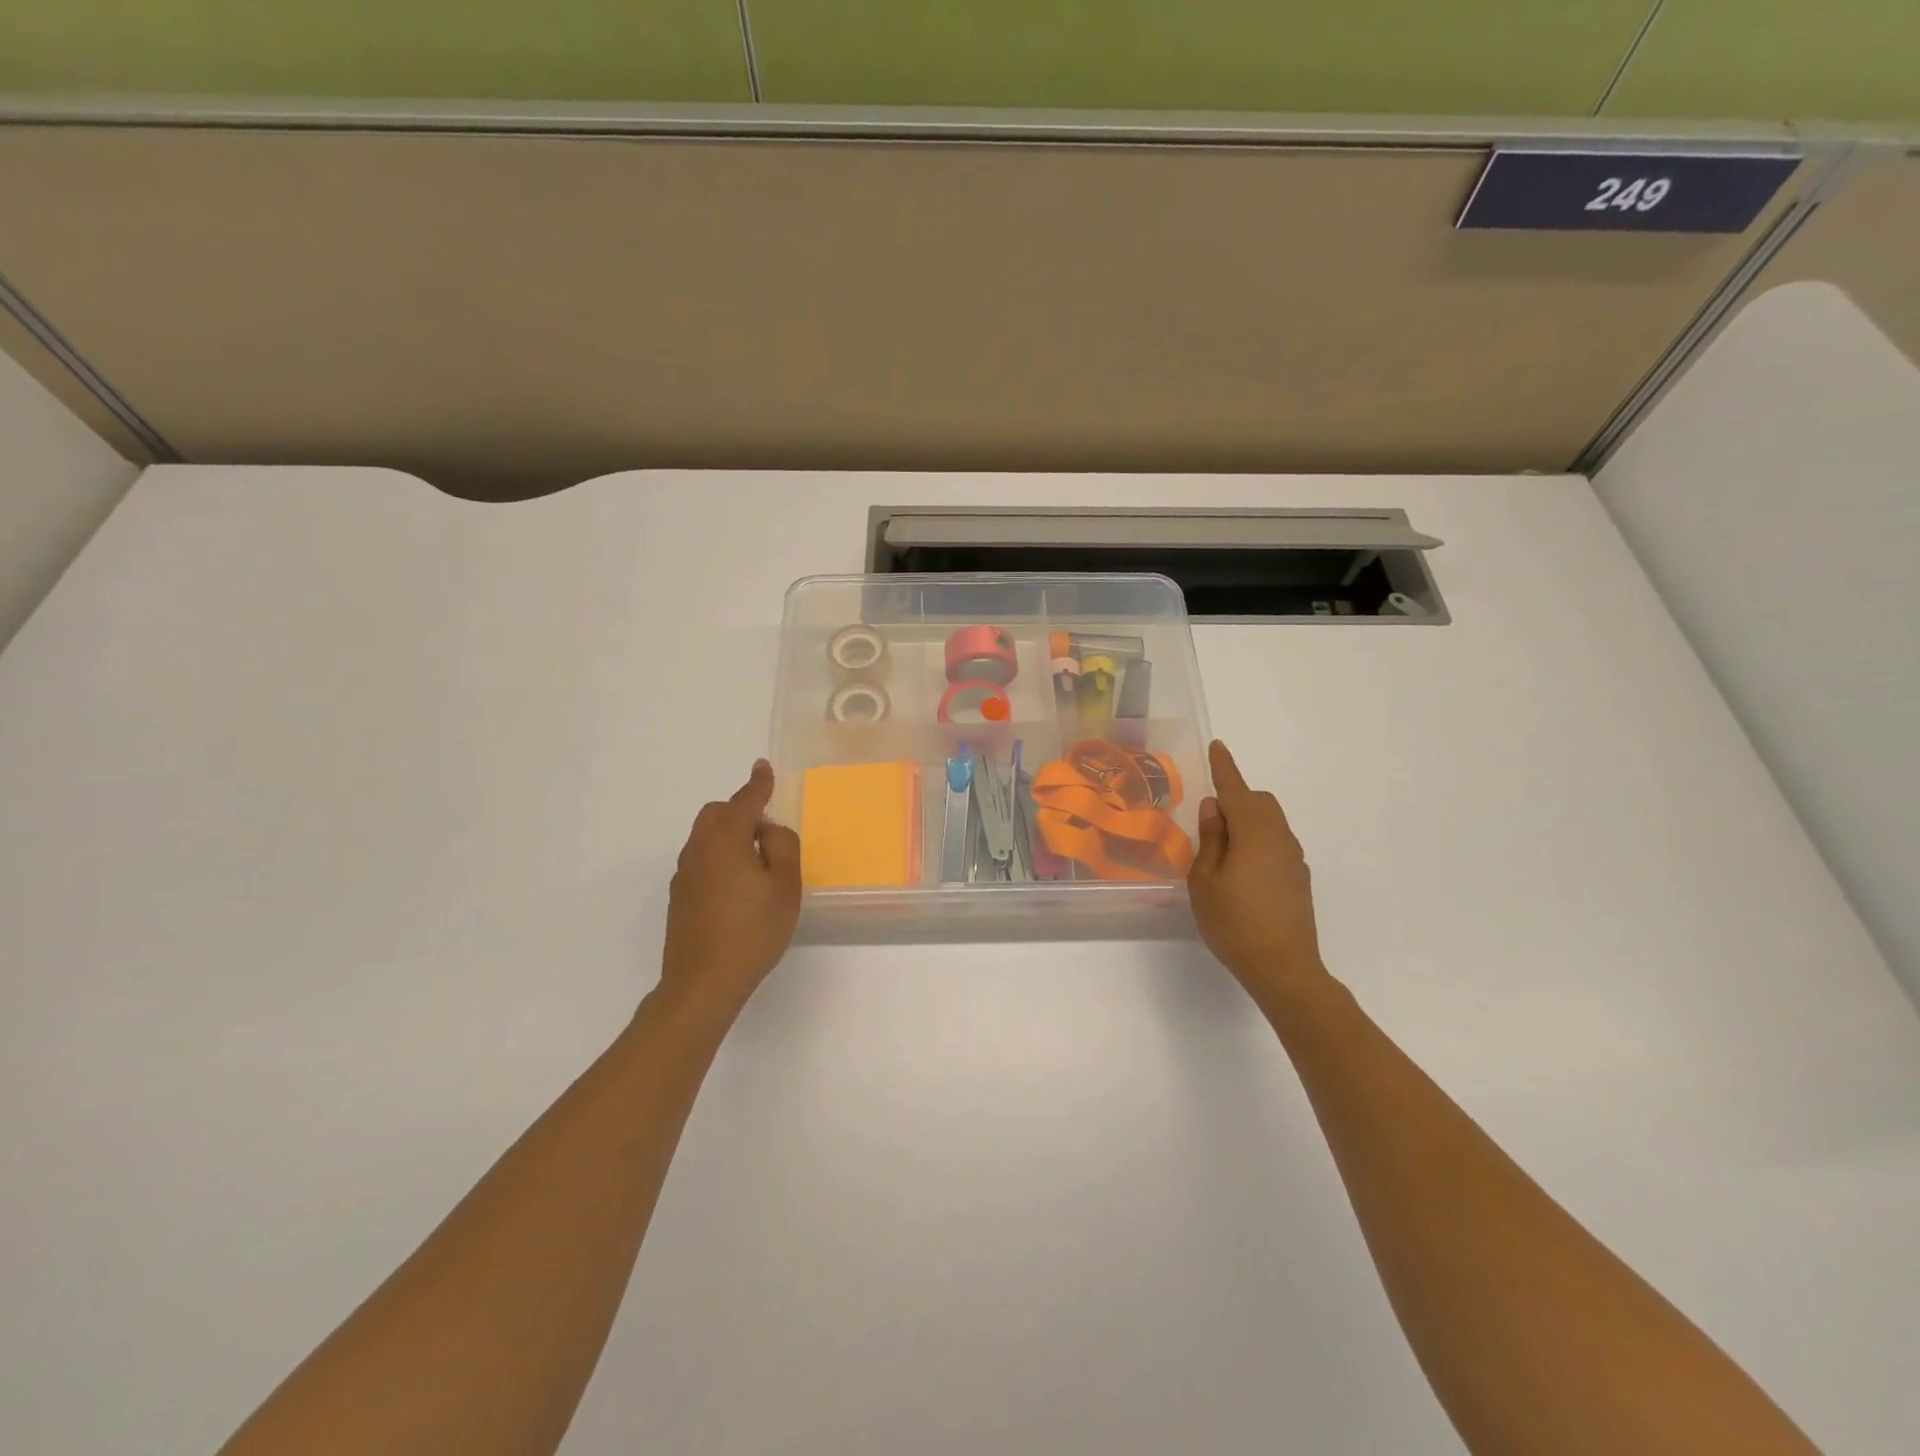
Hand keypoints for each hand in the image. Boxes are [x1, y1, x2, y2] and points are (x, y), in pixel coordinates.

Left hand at [659, 760, 801, 1016]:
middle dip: (740, 811)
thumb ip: (782, 846)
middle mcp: (698, 850)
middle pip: (716, 814)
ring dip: (729, 836)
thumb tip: (768, 829)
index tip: (763, 767)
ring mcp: (684, 875)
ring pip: (705, 837)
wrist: (702, 983)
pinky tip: (736, 887)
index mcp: (725, 840)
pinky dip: (719, 857)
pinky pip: (701, 860)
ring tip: (756, 864)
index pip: (744, 801)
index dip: (758, 784)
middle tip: (767, 832)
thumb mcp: (785, 886)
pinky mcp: (679, 897)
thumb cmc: (752, 931)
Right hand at [1188, 741, 1329, 1007]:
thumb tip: (1215, 807)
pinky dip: (1258, 841)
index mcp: (1253, 833)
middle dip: (1236, 797)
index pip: (1236, 789)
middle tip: (1209, 818)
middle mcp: (1279, 838)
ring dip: (1248, 821)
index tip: (1217, 746)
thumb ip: (1211, 839)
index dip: (1224, 767)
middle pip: (1260, 802)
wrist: (1283, 968)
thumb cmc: (1234, 923)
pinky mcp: (1298, 879)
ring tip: (1222, 848)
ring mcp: (1293, 859)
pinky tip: (1242, 870)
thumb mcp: (1205, 880)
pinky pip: (1276, 843)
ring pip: (1271, 822)